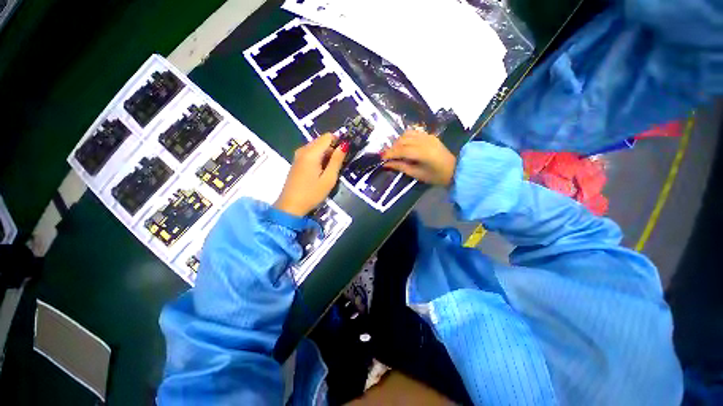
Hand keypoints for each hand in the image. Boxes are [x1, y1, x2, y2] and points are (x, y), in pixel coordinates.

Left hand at [274, 134, 347, 216]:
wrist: (291, 206)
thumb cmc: (312, 193)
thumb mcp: (329, 178)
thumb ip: (337, 160)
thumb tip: (344, 145)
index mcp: (311, 152)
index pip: (328, 136)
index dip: (338, 142)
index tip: (345, 154)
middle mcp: (303, 150)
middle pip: (322, 141)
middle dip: (333, 149)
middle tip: (339, 165)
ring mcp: (298, 156)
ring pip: (317, 147)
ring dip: (326, 155)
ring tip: (331, 170)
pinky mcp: (297, 162)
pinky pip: (311, 154)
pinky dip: (319, 159)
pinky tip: (321, 172)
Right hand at [381, 129, 455, 186]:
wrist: (455, 169)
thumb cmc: (435, 176)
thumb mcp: (417, 174)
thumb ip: (401, 167)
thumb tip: (386, 164)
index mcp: (421, 153)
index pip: (401, 150)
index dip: (389, 153)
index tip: (381, 157)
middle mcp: (424, 141)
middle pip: (402, 140)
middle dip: (392, 147)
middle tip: (387, 156)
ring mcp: (427, 136)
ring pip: (407, 134)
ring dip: (398, 141)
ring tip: (395, 150)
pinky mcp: (430, 135)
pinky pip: (414, 132)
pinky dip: (406, 137)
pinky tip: (404, 144)